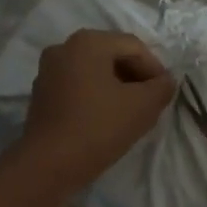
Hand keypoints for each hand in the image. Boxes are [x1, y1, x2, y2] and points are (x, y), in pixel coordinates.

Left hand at [8, 29, 175, 195]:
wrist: (49, 164)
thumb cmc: (99, 127)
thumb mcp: (143, 106)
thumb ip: (162, 87)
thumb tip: (165, 81)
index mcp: (87, 42)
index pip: (134, 47)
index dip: (155, 69)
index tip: (164, 94)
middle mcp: (64, 48)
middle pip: (111, 55)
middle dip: (135, 77)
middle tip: (150, 102)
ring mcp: (48, 71)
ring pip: (93, 72)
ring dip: (116, 87)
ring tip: (130, 113)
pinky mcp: (41, 94)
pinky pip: (77, 87)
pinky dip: (95, 96)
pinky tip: (106, 119)